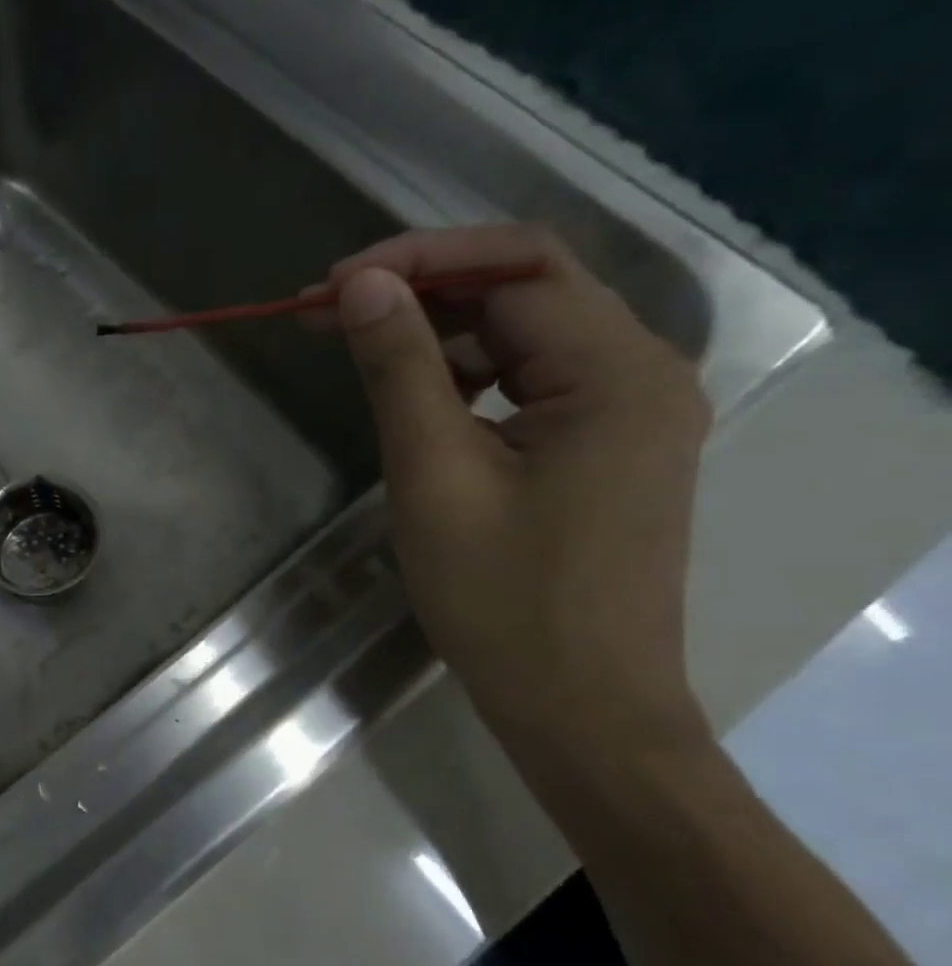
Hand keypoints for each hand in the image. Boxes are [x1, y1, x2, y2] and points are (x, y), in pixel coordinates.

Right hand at [321, 224, 712, 758]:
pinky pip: (531, 382)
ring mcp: (629, 412)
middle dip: (421, 291)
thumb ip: (400, 368)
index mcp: (616, 372)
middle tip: (325, 312)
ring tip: (359, 349)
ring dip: (439, 333)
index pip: (516, 268)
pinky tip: (418, 397)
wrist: (578, 705)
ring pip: (524, 336)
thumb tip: (359, 284)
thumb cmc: (502, 598)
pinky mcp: (605, 446)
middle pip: (524, 293)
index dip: (417, 260)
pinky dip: (467, 376)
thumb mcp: (435, 474)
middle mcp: (640, 373)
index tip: (330, 286)